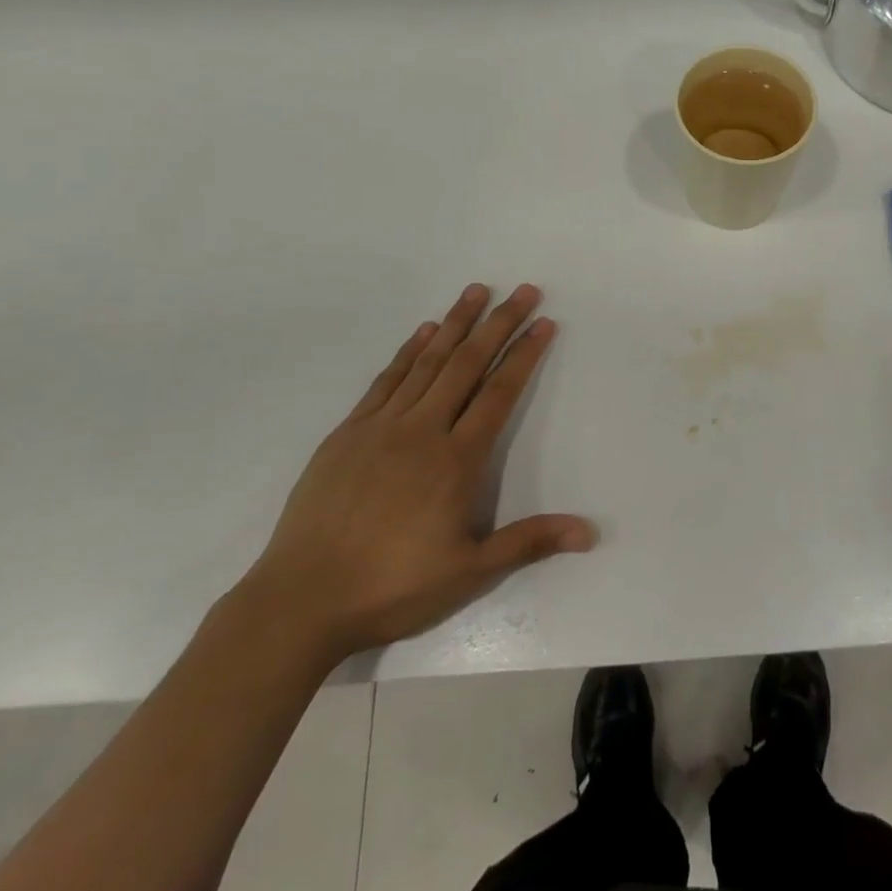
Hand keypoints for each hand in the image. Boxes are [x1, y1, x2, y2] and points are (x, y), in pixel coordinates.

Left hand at [243, 284, 594, 662]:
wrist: (301, 601)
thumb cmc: (393, 587)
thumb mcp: (470, 572)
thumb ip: (529, 541)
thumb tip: (590, 533)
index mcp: (456, 460)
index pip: (499, 393)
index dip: (524, 355)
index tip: (544, 323)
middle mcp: (422, 431)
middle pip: (468, 364)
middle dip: (499, 323)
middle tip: (524, 290)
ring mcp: (380, 427)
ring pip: (427, 362)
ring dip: (456, 323)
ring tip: (477, 291)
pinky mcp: (348, 433)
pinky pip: (386, 379)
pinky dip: (409, 351)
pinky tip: (424, 332)